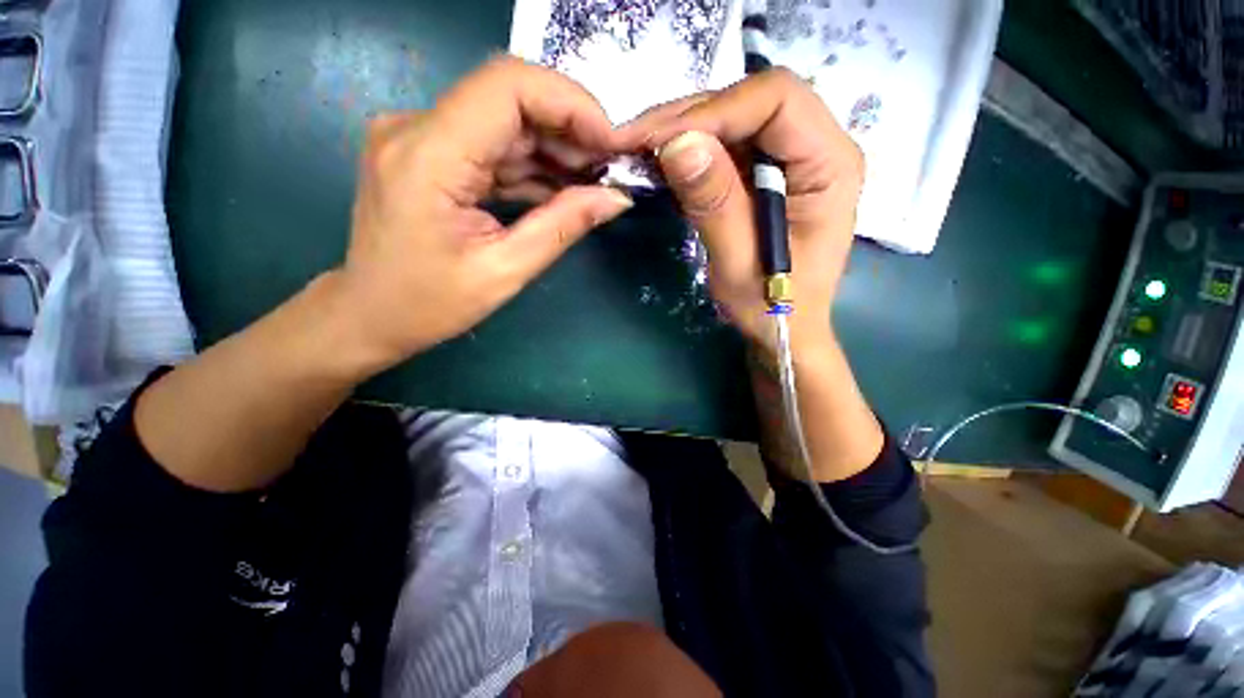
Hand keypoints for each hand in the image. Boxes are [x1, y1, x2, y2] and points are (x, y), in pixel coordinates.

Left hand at [333, 56, 633, 373]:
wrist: (369, 314)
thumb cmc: (429, 304)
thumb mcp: (505, 272)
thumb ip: (562, 227)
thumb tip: (616, 198)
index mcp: (428, 156)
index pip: (507, 87)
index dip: (570, 103)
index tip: (611, 143)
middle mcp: (416, 128)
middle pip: (509, 98)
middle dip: (570, 129)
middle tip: (609, 169)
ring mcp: (419, 137)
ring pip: (505, 121)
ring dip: (554, 149)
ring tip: (593, 183)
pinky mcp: (428, 153)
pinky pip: (491, 145)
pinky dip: (531, 164)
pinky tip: (560, 189)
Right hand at [620, 69, 863, 354]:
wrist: (784, 328)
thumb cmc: (772, 307)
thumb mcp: (739, 263)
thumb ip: (715, 204)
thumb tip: (676, 143)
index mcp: (830, 164)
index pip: (777, 100)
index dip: (715, 111)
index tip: (660, 141)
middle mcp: (818, 147)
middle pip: (752, 102)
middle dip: (690, 118)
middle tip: (635, 143)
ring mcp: (792, 159)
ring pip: (734, 120)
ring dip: (684, 133)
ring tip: (641, 153)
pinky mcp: (767, 175)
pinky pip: (726, 147)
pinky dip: (691, 153)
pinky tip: (663, 167)